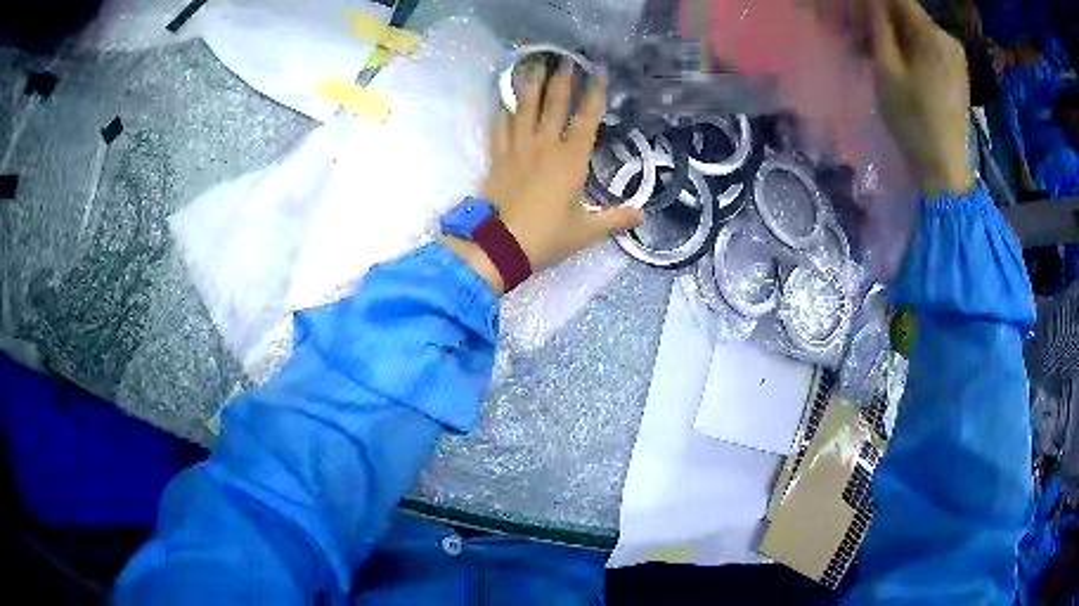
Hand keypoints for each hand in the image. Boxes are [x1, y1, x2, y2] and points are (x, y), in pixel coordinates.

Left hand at [446, 60, 643, 294]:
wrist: (500, 246)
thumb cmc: (547, 237)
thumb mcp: (587, 231)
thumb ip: (616, 219)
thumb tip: (642, 214)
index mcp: (571, 160)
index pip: (586, 118)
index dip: (594, 93)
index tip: (598, 71)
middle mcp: (545, 146)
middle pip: (554, 105)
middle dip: (562, 80)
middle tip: (565, 59)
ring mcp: (518, 149)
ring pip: (525, 109)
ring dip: (530, 85)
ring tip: (533, 65)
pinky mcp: (498, 157)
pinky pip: (500, 127)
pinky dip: (504, 112)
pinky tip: (505, 100)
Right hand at [868, 0, 975, 193]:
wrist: (945, 171)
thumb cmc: (913, 120)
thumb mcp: (887, 69)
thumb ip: (878, 26)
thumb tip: (872, 1)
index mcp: (932, 34)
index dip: (873, 2)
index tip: (855, 14)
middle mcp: (947, 39)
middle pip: (907, 15)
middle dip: (880, 20)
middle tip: (856, 36)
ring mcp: (955, 57)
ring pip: (916, 32)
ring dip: (892, 36)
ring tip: (871, 53)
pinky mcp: (956, 73)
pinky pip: (927, 49)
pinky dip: (908, 50)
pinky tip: (894, 65)